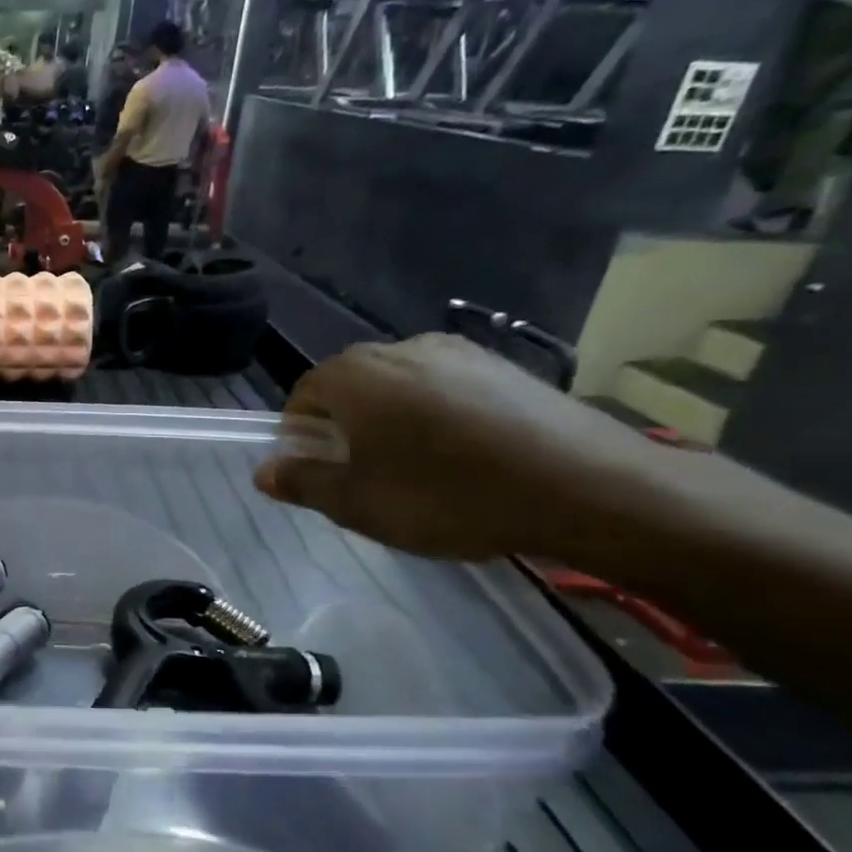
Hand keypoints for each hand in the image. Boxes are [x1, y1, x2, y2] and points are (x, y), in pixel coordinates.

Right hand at [253, 334, 664, 559]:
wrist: (586, 486)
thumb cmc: (447, 495)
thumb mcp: (357, 503)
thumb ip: (302, 483)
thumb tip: (264, 472)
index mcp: (354, 375)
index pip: (303, 396)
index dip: (301, 436)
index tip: (320, 472)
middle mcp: (399, 349)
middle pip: (351, 387)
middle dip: (347, 427)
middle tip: (367, 476)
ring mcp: (458, 352)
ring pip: (400, 387)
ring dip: (394, 421)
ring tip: (422, 471)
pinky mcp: (505, 366)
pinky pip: (448, 388)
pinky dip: (440, 417)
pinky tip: (468, 459)